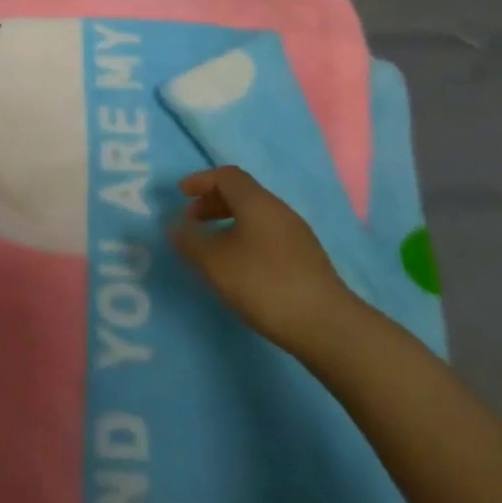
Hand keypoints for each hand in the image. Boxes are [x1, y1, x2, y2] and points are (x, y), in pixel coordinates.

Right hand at [169, 166, 351, 354]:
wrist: (327, 326)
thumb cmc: (264, 284)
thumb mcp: (215, 263)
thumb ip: (190, 242)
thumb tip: (174, 227)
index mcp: (257, 202)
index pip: (227, 176)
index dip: (201, 181)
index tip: (181, 194)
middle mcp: (279, 211)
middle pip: (243, 194)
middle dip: (213, 202)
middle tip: (192, 221)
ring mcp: (297, 235)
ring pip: (256, 216)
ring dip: (229, 222)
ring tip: (213, 247)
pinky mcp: (307, 260)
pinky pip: (268, 235)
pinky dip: (246, 238)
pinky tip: (240, 266)